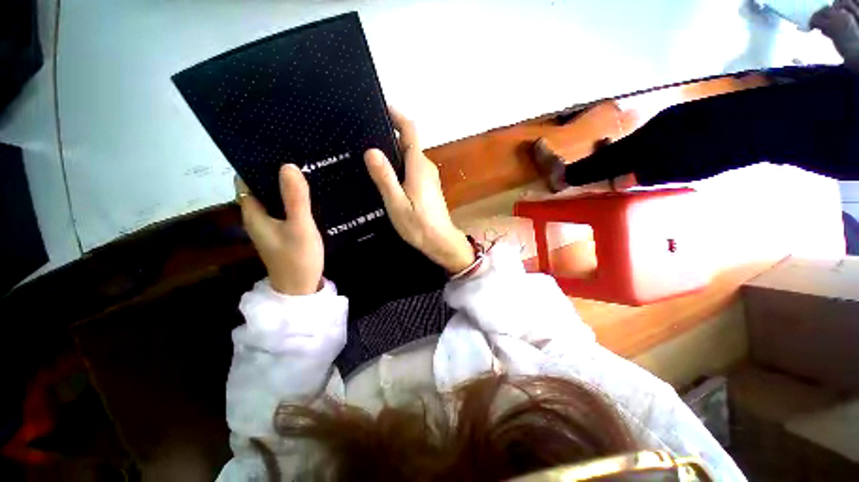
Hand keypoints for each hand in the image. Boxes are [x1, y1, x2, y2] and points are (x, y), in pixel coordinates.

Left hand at [236, 165, 323, 294]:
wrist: (300, 288)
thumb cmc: (297, 258)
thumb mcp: (299, 226)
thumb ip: (295, 198)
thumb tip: (288, 166)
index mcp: (253, 213)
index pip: (245, 180)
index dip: (255, 164)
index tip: (274, 150)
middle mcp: (257, 216)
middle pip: (260, 188)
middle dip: (274, 173)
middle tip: (296, 156)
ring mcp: (271, 225)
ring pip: (274, 198)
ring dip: (285, 186)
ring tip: (305, 170)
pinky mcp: (283, 231)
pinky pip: (285, 209)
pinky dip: (293, 199)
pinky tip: (309, 194)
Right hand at [364, 108, 474, 273]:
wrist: (440, 242)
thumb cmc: (418, 224)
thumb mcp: (396, 202)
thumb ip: (385, 177)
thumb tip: (372, 150)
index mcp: (418, 165)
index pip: (410, 130)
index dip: (397, 115)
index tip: (380, 106)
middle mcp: (426, 166)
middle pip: (408, 142)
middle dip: (390, 133)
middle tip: (365, 133)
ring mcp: (428, 177)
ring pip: (409, 156)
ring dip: (393, 151)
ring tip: (370, 153)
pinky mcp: (428, 186)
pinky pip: (411, 168)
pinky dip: (399, 165)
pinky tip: (386, 174)